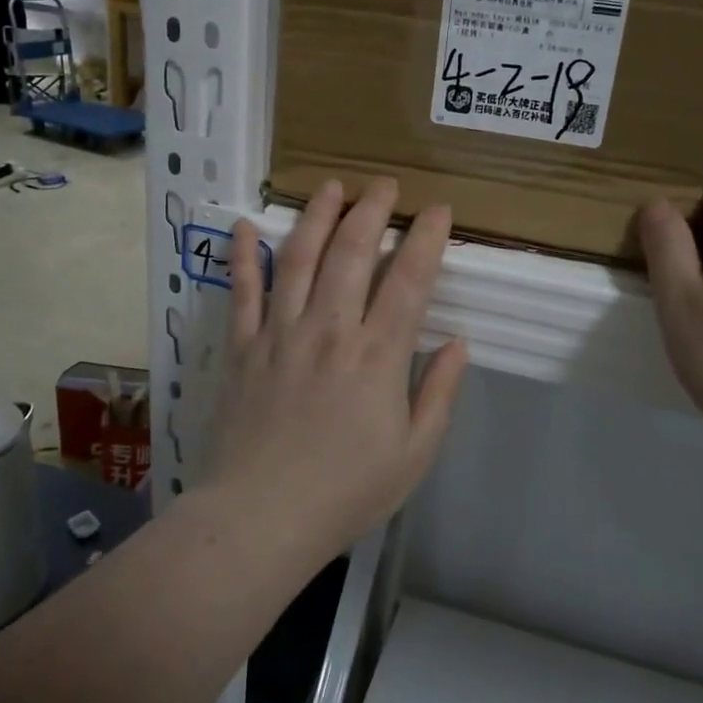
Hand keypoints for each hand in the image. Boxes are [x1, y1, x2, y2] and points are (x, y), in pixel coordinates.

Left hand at [207, 180, 467, 559]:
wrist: (261, 518)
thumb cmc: (347, 491)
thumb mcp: (415, 453)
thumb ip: (439, 393)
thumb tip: (458, 343)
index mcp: (377, 356)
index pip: (409, 281)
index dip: (426, 239)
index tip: (439, 210)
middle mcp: (330, 330)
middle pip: (352, 253)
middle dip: (372, 210)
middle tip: (385, 184)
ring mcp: (281, 334)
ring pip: (299, 258)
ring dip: (317, 216)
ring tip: (332, 186)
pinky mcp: (244, 348)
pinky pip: (243, 292)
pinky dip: (244, 257)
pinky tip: (246, 226)